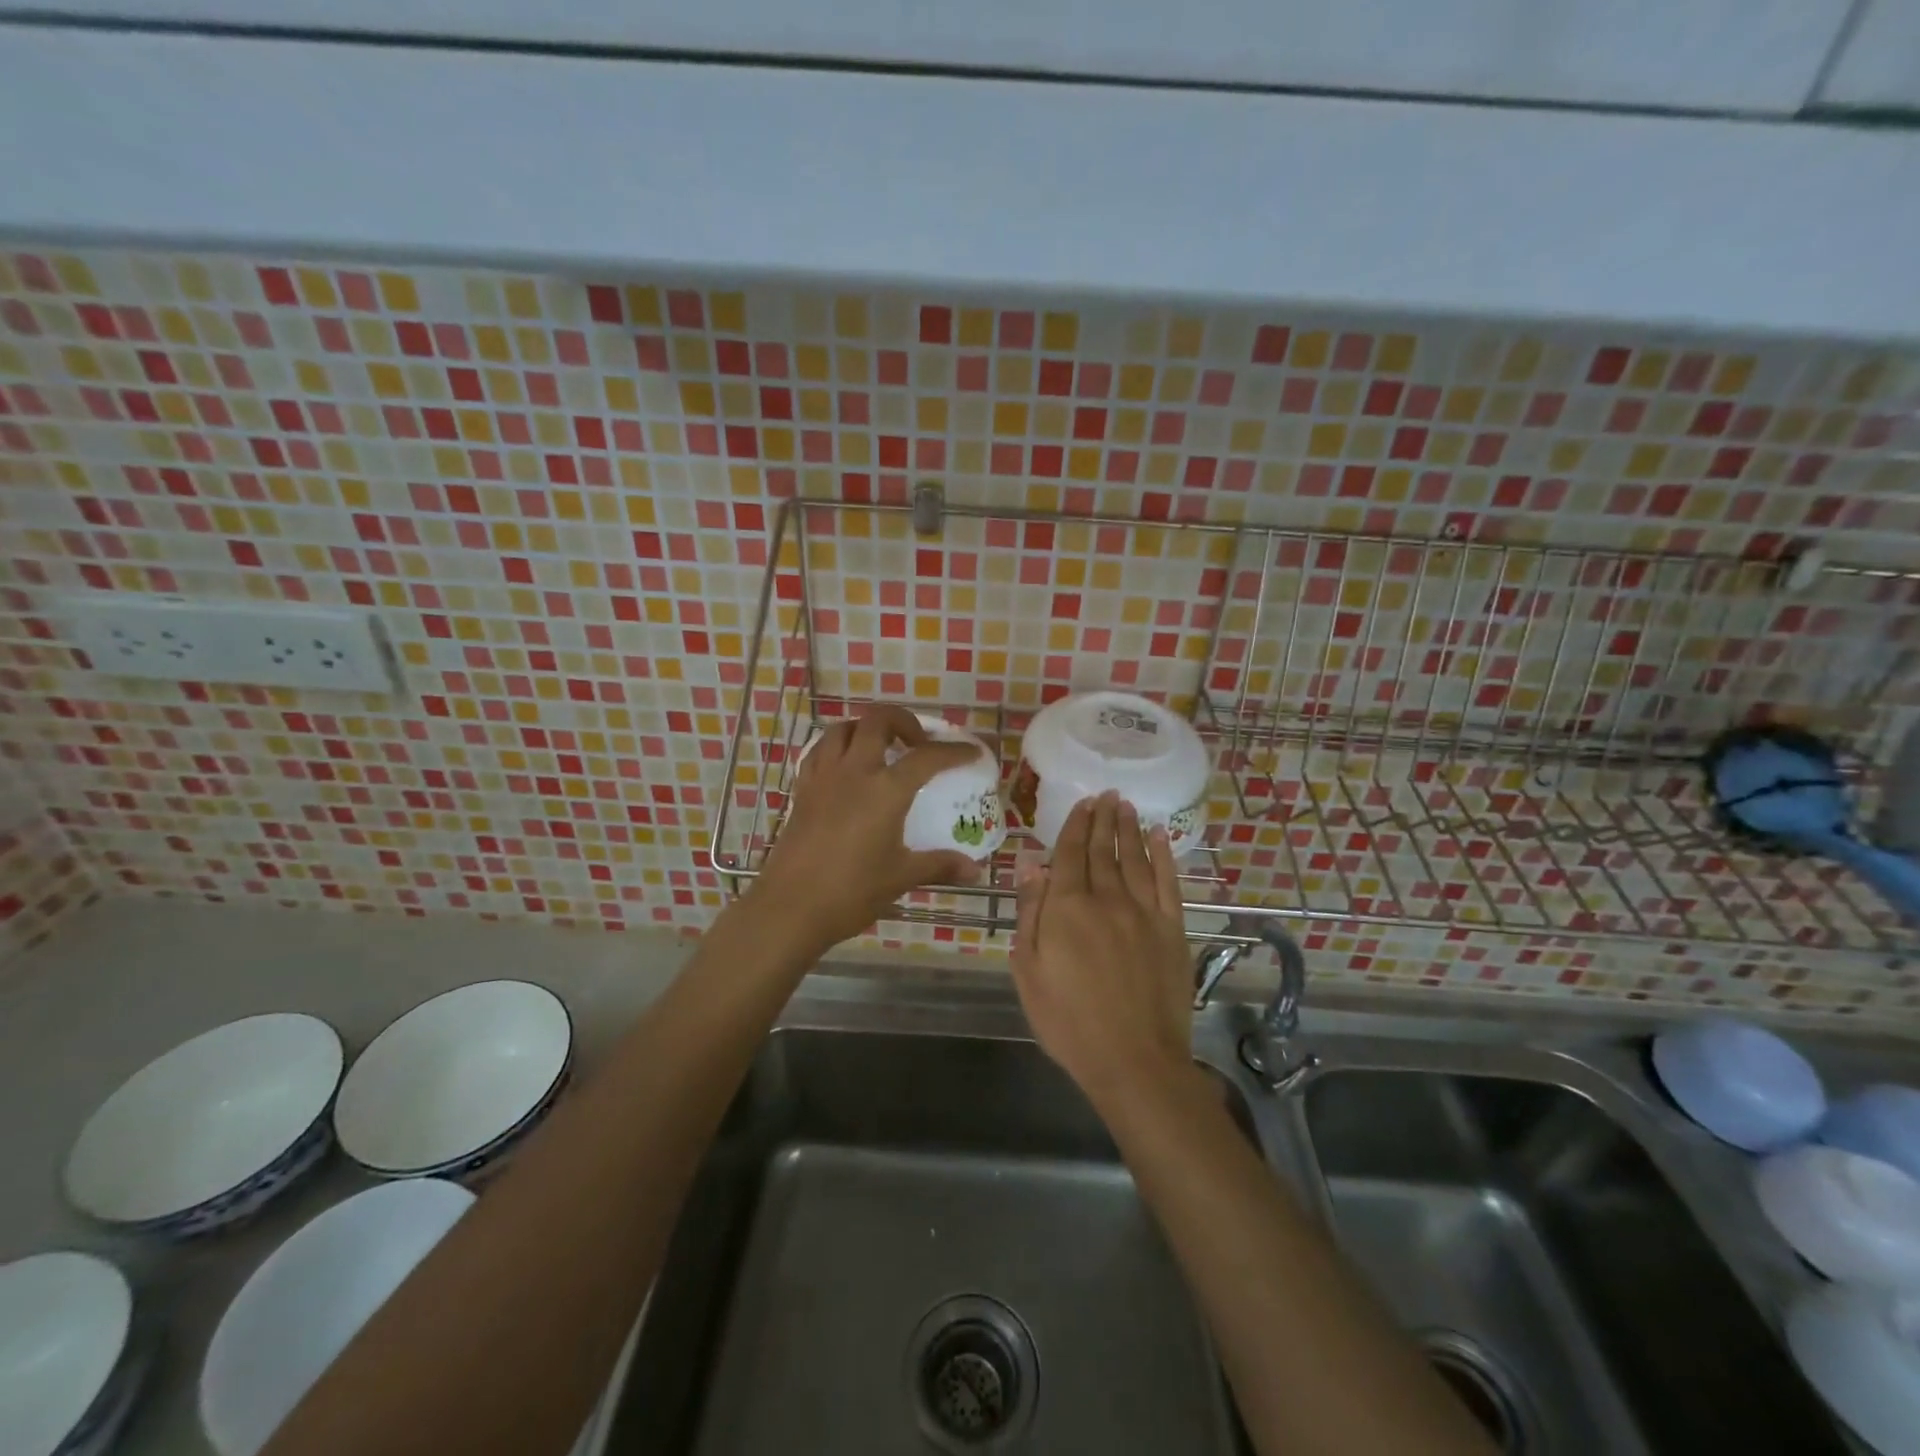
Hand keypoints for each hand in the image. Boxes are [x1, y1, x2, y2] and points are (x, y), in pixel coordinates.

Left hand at [751, 705, 980, 955]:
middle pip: (878, 721)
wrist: (790, 907)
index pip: (927, 757)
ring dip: (866, 728)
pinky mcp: (802, 790)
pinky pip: (820, 751)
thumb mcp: (901, 877)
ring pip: (843, 728)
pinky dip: (837, 747)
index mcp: (885, 790)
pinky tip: (846, 768)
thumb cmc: (851, 891)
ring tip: (881, 748)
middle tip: (917, 743)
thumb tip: (976, 870)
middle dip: (904, 721)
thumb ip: (939, 865)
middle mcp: (854, 771)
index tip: (971, 752)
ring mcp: (823, 777)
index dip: (953, 751)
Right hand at [1011, 793, 1192, 1112]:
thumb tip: (1031, 866)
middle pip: (1102, 850)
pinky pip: (1168, 882)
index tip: (1081, 803)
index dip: (1074, 826)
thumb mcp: (1029, 971)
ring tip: (1126, 805)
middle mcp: (1106, 899)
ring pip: (1134, 858)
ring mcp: (1144, 912)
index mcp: (1067, 908)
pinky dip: (1163, 856)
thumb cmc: (1068, 1021)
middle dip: (1102, 819)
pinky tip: (1160, 837)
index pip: (1069, 854)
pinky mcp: (1172, 929)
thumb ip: (1030, 914)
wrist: (1134, 1060)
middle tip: (1105, 795)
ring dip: (1129, 829)